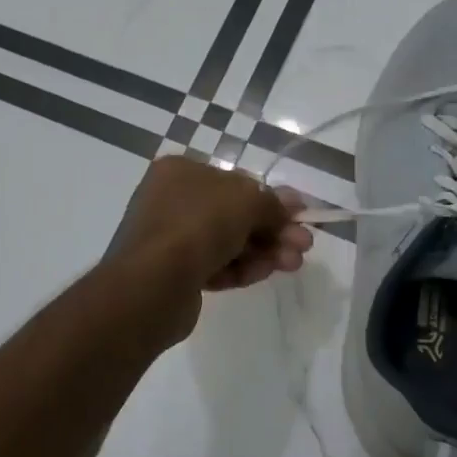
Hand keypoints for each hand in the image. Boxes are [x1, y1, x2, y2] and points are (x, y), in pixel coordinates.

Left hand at [109, 157, 314, 342]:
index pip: (233, 181)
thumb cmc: (198, 225)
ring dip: (264, 250)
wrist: (153, 284)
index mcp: (181, 172)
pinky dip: (242, 268)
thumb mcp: (245, 201)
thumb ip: (272, 203)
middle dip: (272, 229)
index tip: (299, 213)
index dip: (270, 197)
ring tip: (294, 263)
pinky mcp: (175, 274)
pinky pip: (216, 265)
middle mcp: (172, 201)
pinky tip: (266, 273)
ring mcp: (171, 239)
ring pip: (228, 242)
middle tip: (304, 244)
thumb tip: (292, 204)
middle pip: (234, 213)